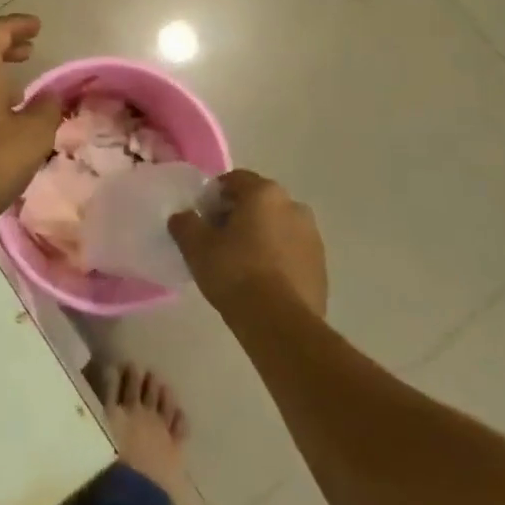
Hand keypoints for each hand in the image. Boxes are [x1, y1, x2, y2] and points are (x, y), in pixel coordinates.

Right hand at [169, 170, 327, 318]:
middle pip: (258, 203)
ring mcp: (313, 238)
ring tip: (239, 264)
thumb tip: (183, 217)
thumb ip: (184, 223)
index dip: (213, 196)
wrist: (280, 325)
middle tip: (217, 241)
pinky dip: (276, 259)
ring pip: (277, 228)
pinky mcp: (321, 268)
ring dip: (259, 237)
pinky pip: (291, 253)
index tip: (201, 218)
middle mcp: (294, 206)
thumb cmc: (235, 273)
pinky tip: (260, 282)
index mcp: (265, 193)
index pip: (234, 180)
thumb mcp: (196, 246)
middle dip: (237, 216)